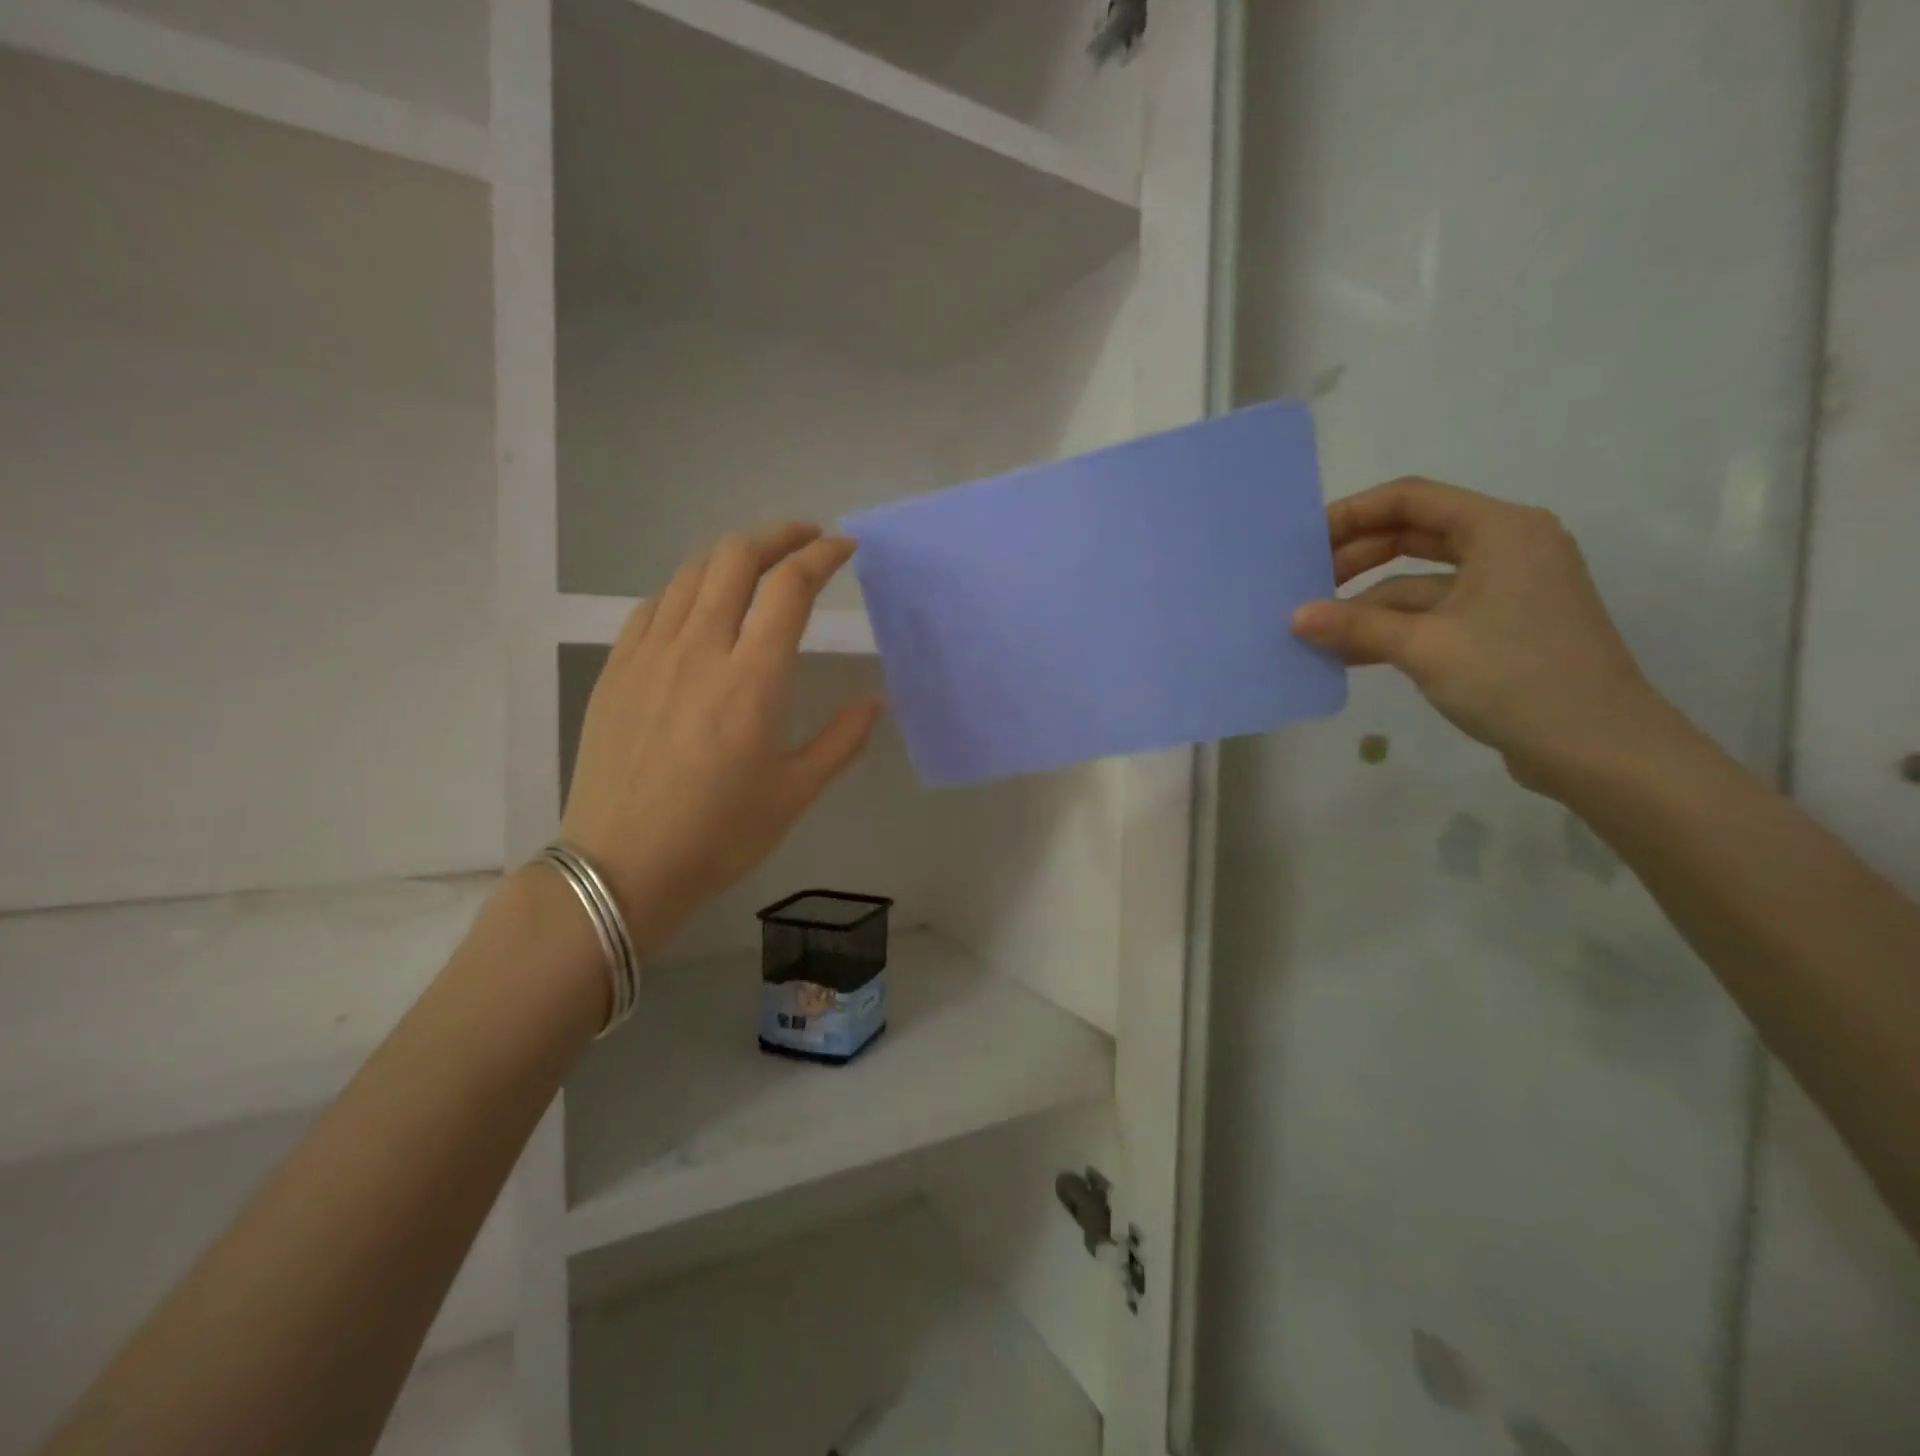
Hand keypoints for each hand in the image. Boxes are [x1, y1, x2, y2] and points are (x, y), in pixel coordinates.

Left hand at [559, 524, 882, 950]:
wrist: (621, 867)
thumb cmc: (718, 836)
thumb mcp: (794, 794)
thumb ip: (841, 741)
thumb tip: (875, 702)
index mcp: (752, 679)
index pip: (790, 587)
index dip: (822, 555)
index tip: (844, 547)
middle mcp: (700, 650)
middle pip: (737, 558)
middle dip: (779, 535)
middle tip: (806, 538)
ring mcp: (650, 654)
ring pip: (692, 572)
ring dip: (733, 554)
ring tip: (759, 563)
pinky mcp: (617, 669)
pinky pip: (655, 604)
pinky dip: (689, 586)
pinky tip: (701, 602)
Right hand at [1291, 477, 1676, 793]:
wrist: (1597, 748)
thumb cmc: (1515, 678)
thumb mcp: (1424, 647)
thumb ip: (1355, 626)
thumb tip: (1295, 617)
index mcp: (1500, 530)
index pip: (1411, 499)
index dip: (1353, 514)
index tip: (1305, 542)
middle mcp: (1506, 548)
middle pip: (1414, 535)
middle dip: (1356, 558)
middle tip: (1304, 585)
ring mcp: (1505, 591)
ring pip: (1419, 581)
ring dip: (1368, 603)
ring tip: (1316, 627)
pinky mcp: (1500, 628)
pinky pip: (1434, 614)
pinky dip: (1393, 628)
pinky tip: (1348, 652)